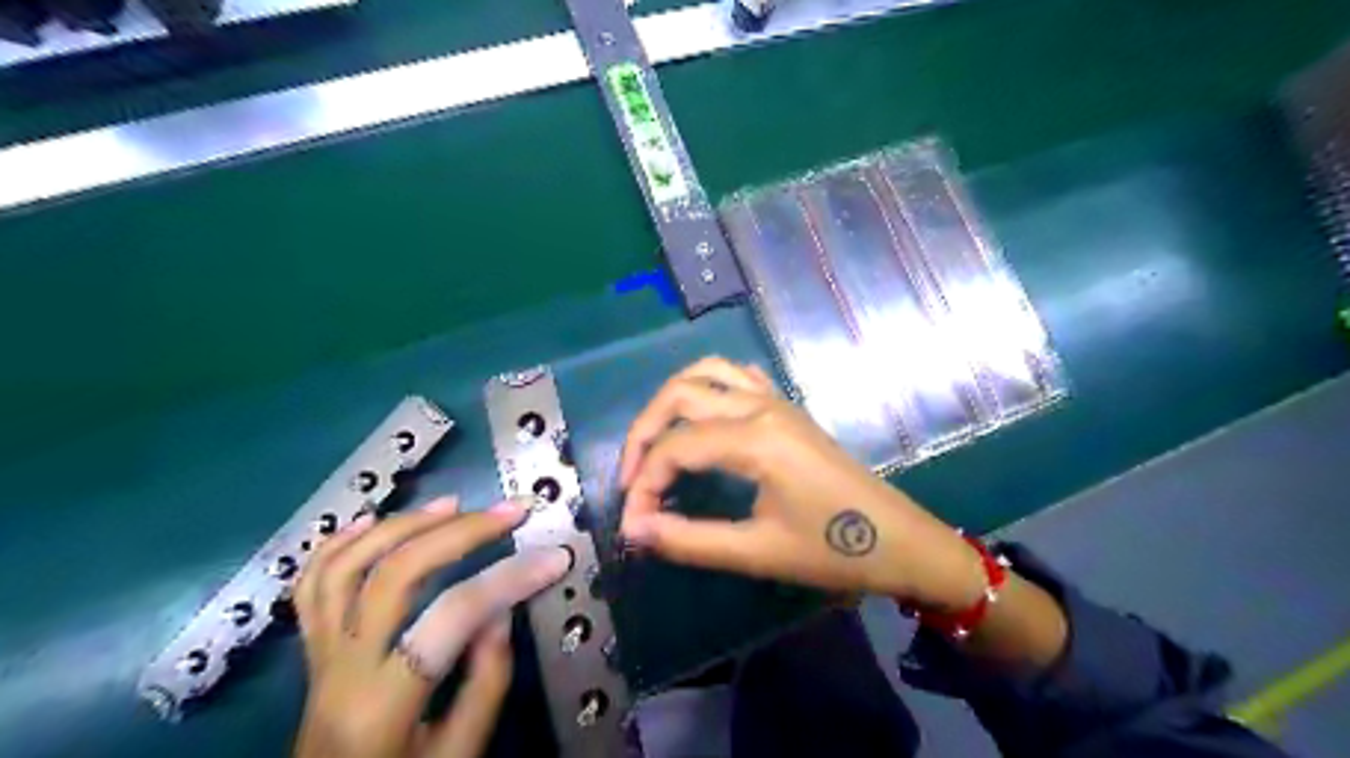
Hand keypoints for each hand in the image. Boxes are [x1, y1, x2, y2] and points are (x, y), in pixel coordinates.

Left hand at [295, 497, 567, 756]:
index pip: (453, 616)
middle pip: (395, 573)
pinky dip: (339, 543)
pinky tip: (372, 521)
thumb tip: (500, 608)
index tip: (554, 556)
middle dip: (460, 532)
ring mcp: (318, 654)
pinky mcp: (310, 649)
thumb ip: (486, 681)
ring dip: (402, 524)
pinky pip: (311, 585)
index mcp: (383, 705)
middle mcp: (342, 669)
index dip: (508, 578)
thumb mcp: (458, 755)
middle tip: (508, 512)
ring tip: (451, 505)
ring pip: (346, 566)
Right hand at [616, 356, 988, 608]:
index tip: (633, 524)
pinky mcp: (787, 407)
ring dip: (670, 401)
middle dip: (644, 434)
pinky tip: (700, 420)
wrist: (900, 541)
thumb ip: (689, 540)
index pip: (675, 448)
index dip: (643, 484)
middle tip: (631, 480)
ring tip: (655, 444)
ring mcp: (776, 401)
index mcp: (755, 439)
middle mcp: (761, 406)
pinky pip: (738, 377)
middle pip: (680, 395)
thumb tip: (633, 529)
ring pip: (706, 373)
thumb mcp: (757, 552)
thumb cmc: (833, 551)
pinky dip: (706, 388)